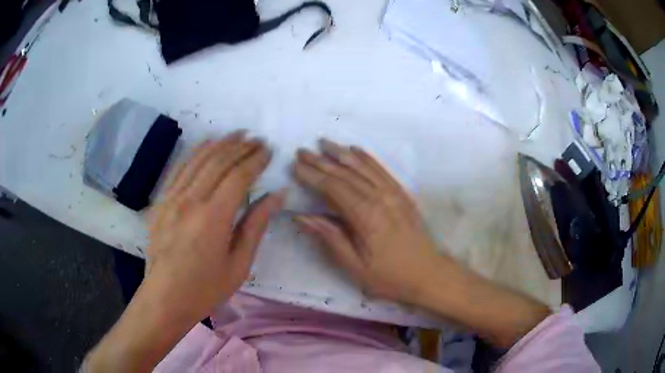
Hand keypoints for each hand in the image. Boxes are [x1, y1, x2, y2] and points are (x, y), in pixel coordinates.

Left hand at [146, 130, 283, 320]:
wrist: (165, 297)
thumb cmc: (205, 288)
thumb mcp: (239, 264)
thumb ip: (256, 225)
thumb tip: (277, 195)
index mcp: (213, 218)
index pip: (239, 176)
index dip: (256, 160)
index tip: (268, 150)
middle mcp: (191, 200)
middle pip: (219, 162)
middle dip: (241, 147)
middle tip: (257, 139)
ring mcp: (172, 198)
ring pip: (198, 159)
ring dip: (220, 144)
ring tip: (237, 134)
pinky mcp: (161, 201)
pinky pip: (179, 169)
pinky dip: (195, 153)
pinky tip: (206, 144)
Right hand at [294, 140, 549, 347]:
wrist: (429, 274)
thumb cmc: (390, 277)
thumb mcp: (355, 266)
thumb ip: (330, 238)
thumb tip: (302, 217)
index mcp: (366, 217)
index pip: (333, 189)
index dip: (312, 176)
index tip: (295, 166)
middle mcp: (380, 198)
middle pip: (346, 174)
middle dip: (322, 161)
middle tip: (302, 151)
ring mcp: (394, 194)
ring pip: (363, 167)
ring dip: (342, 154)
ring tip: (324, 143)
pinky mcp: (403, 194)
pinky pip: (382, 170)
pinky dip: (367, 158)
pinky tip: (356, 150)